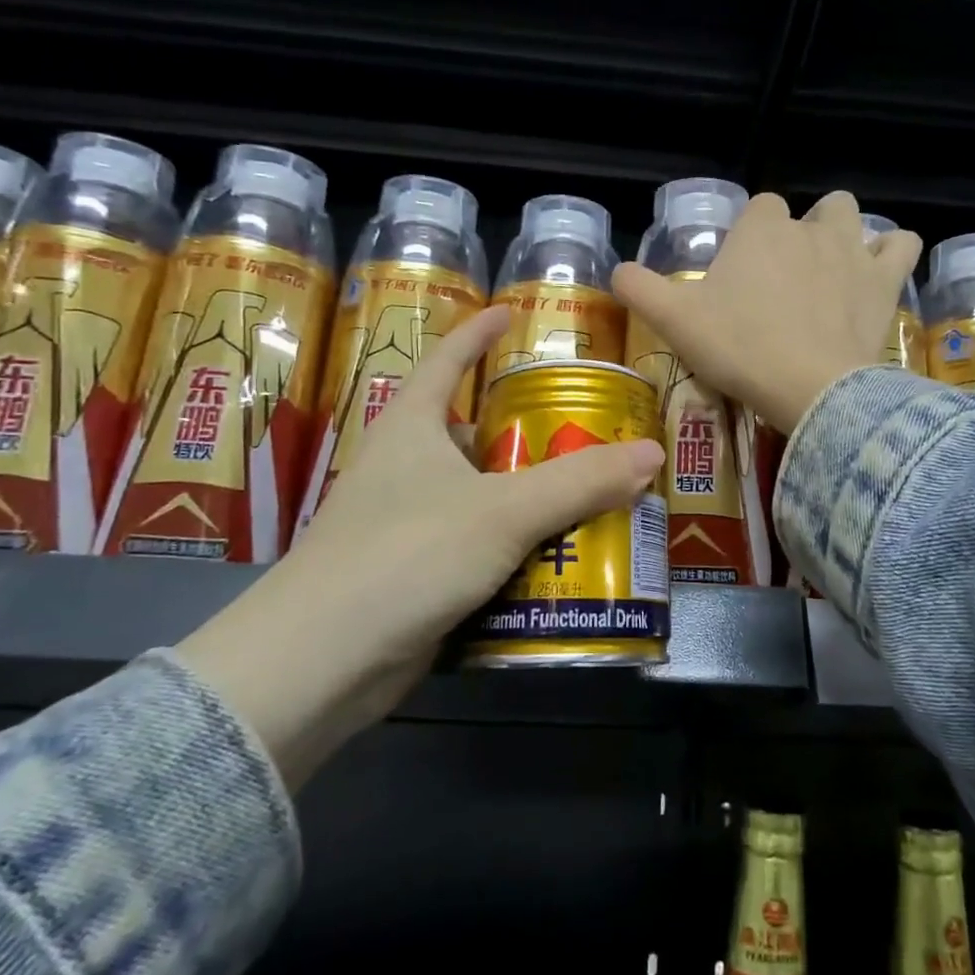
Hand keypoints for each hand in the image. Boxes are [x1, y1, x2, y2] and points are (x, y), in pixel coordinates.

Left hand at [177, 304, 664, 788]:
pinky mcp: (413, 573)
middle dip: (525, 430)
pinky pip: (476, 545)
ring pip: (479, 494)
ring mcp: (404, 523)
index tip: (510, 313)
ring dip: (527, 495)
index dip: (477, 332)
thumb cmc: (407, 555)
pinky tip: (556, 556)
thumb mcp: (504, 511)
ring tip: (588, 492)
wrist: (322, 661)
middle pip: (472, 433)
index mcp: (411, 428)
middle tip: (585, 428)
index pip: (445, 360)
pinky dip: (513, 546)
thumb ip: (580, 481)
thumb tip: (653, 451)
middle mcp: (403, 467)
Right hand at [612, 191, 921, 434]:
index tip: (744, 274)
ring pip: (853, 216)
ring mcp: (853, 250)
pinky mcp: (884, 280)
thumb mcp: (674, 321)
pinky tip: (876, 274)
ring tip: (832, 271)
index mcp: (760, 228)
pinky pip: (901, 245)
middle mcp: (809, 227)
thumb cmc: (739, 348)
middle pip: (811, 210)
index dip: (752, 235)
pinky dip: (891, 253)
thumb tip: (616, 270)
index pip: (760, 208)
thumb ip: (639, 289)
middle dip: (802, 231)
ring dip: (844, 234)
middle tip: (786, 279)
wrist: (808, 387)